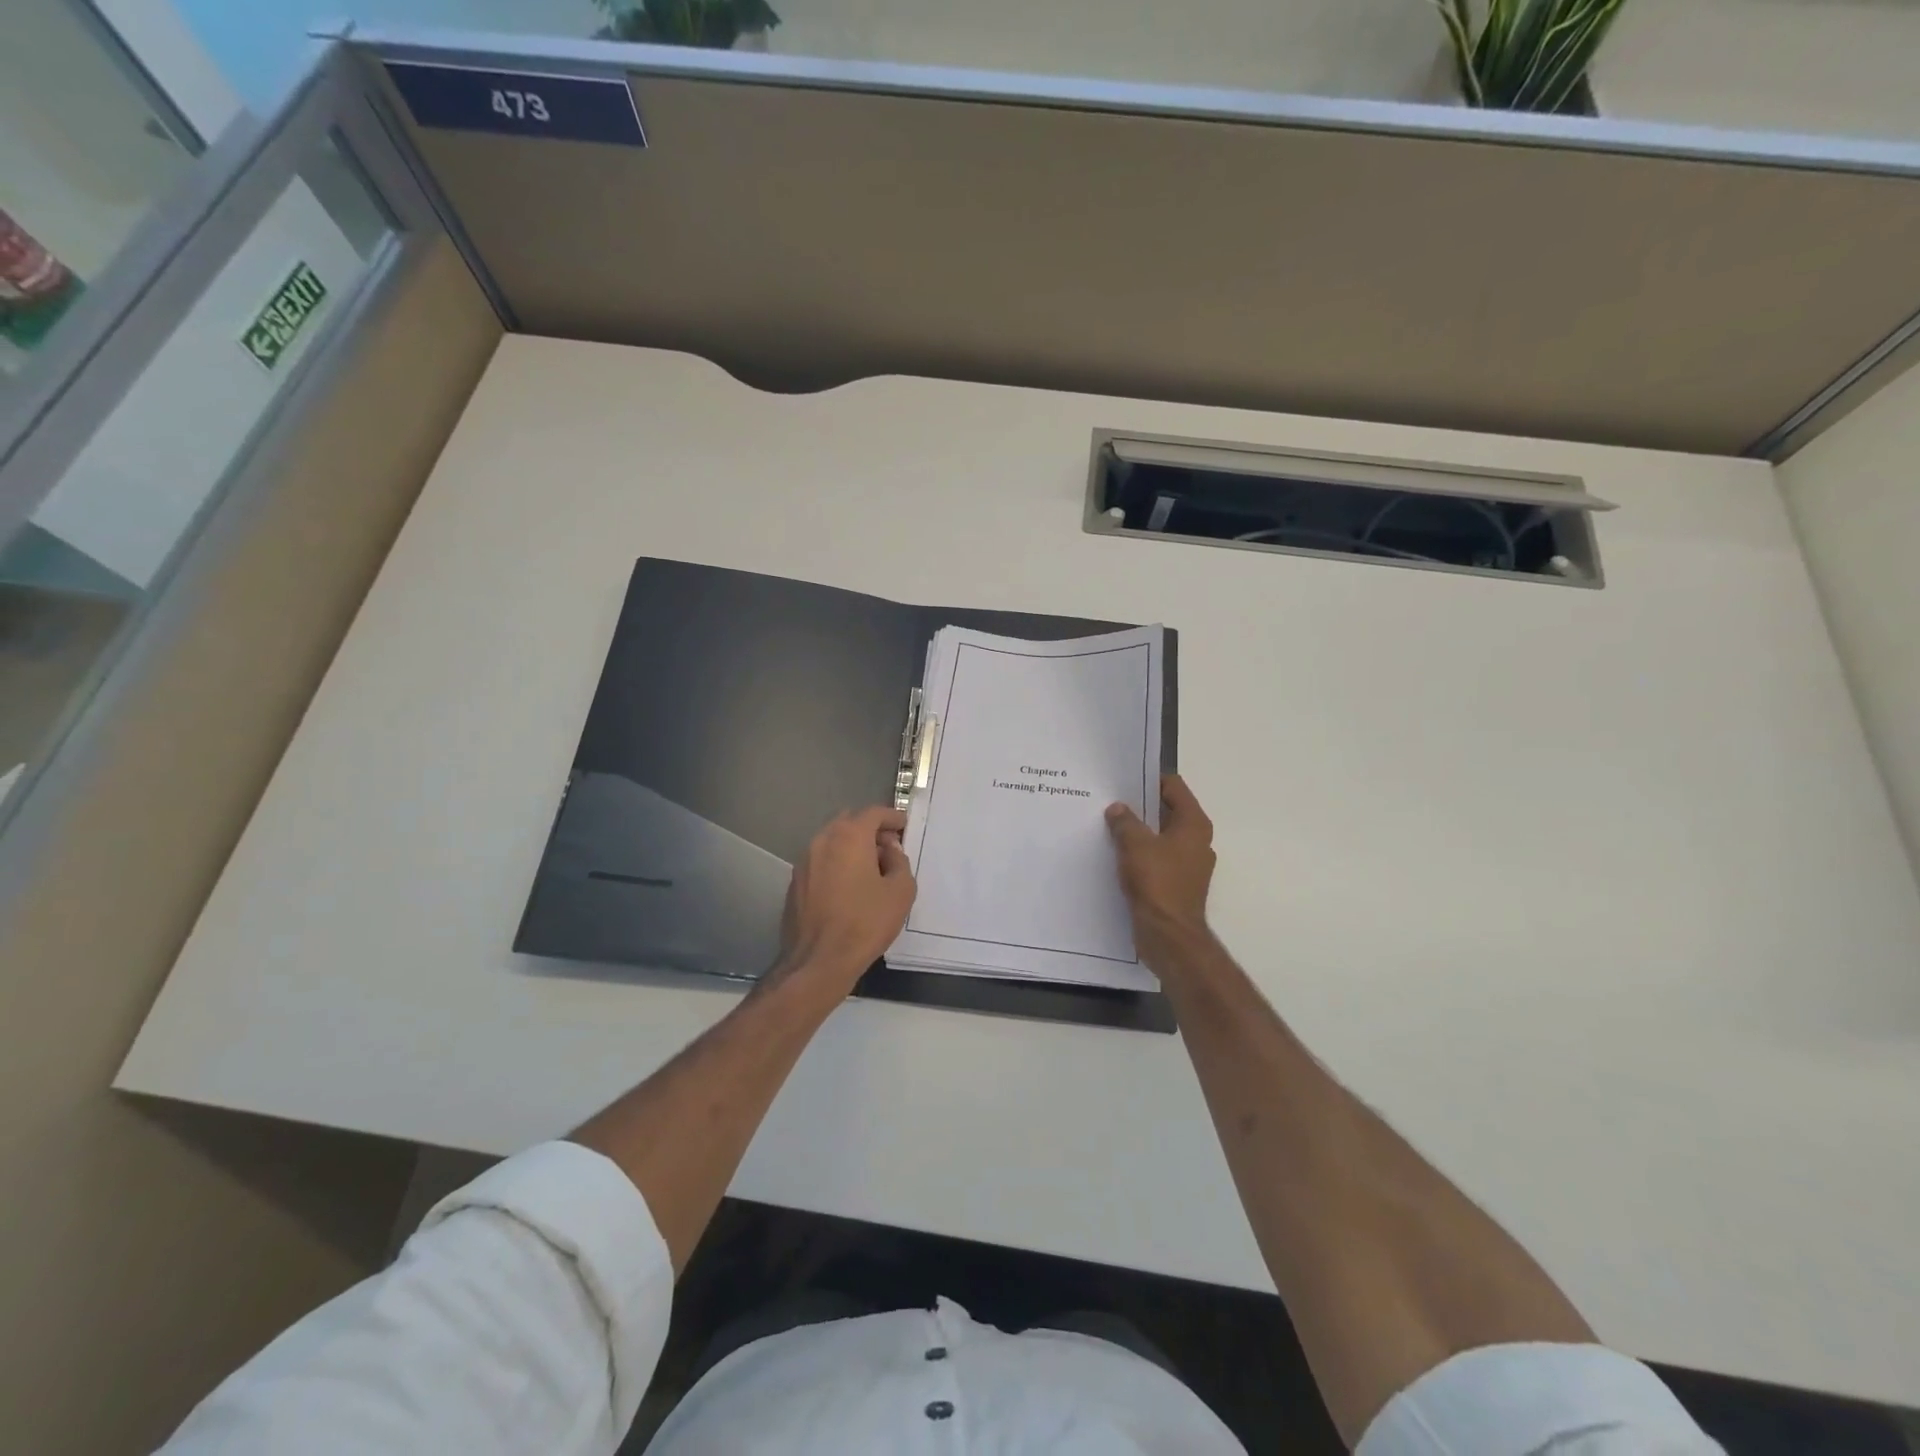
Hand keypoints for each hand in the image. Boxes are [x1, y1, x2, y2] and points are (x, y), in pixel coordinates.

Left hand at [775, 806, 916, 996]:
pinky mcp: (795, 882)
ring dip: (852, 846)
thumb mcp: (900, 892)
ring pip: (832, 841)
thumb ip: (900, 862)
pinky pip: (821, 861)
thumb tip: (890, 851)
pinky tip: (849, 886)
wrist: (819, 961)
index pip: (873, 812)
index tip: (905, 826)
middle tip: (889, 847)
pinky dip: (837, 863)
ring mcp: (804, 861)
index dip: (892, 817)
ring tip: (871, 868)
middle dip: (871, 829)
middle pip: (849, 822)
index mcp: (849, 836)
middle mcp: (822, 840)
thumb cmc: (865, 923)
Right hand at [1106, 774, 1216, 972]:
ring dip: (1138, 831)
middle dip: (1140, 806)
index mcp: (1194, 824)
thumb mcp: (1135, 845)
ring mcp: (1188, 864)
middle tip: (1110, 800)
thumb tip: (1117, 809)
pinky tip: (1115, 853)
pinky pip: (1156, 858)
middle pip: (1167, 811)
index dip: (1149, 779)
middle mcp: (1196, 840)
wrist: (1168, 935)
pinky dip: (1139, 853)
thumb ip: (1125, 821)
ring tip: (1108, 825)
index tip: (1122, 779)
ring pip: (1160, 836)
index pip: (1174, 787)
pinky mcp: (1176, 883)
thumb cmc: (1157, 882)